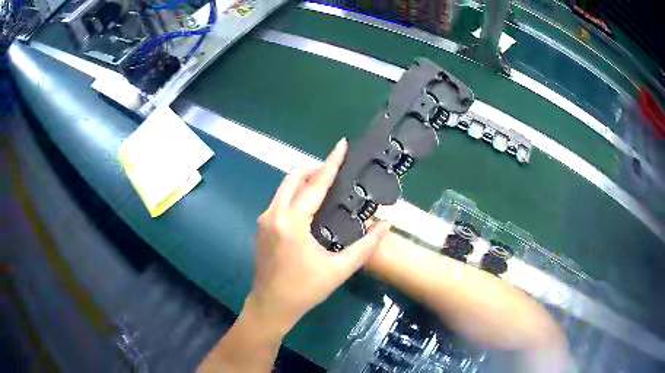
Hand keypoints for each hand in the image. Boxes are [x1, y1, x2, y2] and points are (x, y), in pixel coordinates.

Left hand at [245, 138, 390, 335]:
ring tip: (325, 187)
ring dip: (303, 182)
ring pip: (284, 188)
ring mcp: (264, 220)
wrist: (271, 306)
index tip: (341, 144)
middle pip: (293, 178)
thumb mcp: (339, 270)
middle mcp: (273, 214)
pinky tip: (309, 208)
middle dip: (314, 169)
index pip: (315, 185)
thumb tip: (385, 226)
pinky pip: (279, 200)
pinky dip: (295, 195)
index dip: (331, 163)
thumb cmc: (304, 290)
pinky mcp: (261, 227)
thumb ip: (365, 247)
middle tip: (336, 172)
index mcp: (291, 222)